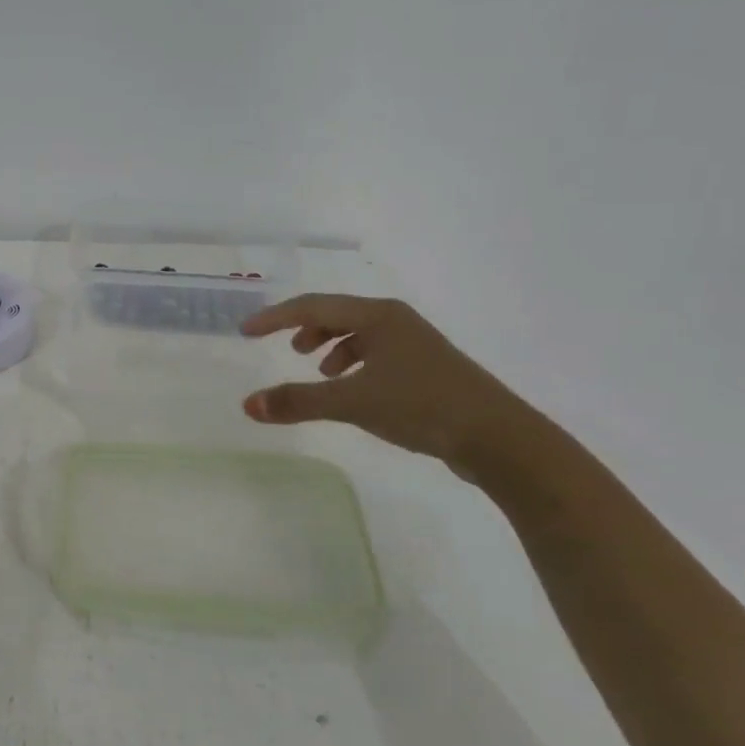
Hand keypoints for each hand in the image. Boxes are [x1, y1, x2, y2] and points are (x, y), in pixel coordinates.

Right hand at [240, 295, 542, 475]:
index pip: (313, 307)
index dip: (275, 317)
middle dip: (304, 328)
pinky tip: (351, 388)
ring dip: (330, 346)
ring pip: (359, 334)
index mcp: (378, 316)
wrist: (500, 439)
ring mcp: (415, 343)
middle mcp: (396, 321)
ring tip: (316, 370)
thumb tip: (247, 405)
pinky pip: (376, 353)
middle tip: (282, 348)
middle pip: (337, 314)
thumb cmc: (422, 406)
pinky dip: (353, 364)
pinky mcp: (426, 368)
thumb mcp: (353, 402)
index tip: (245, 332)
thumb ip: (298, 402)